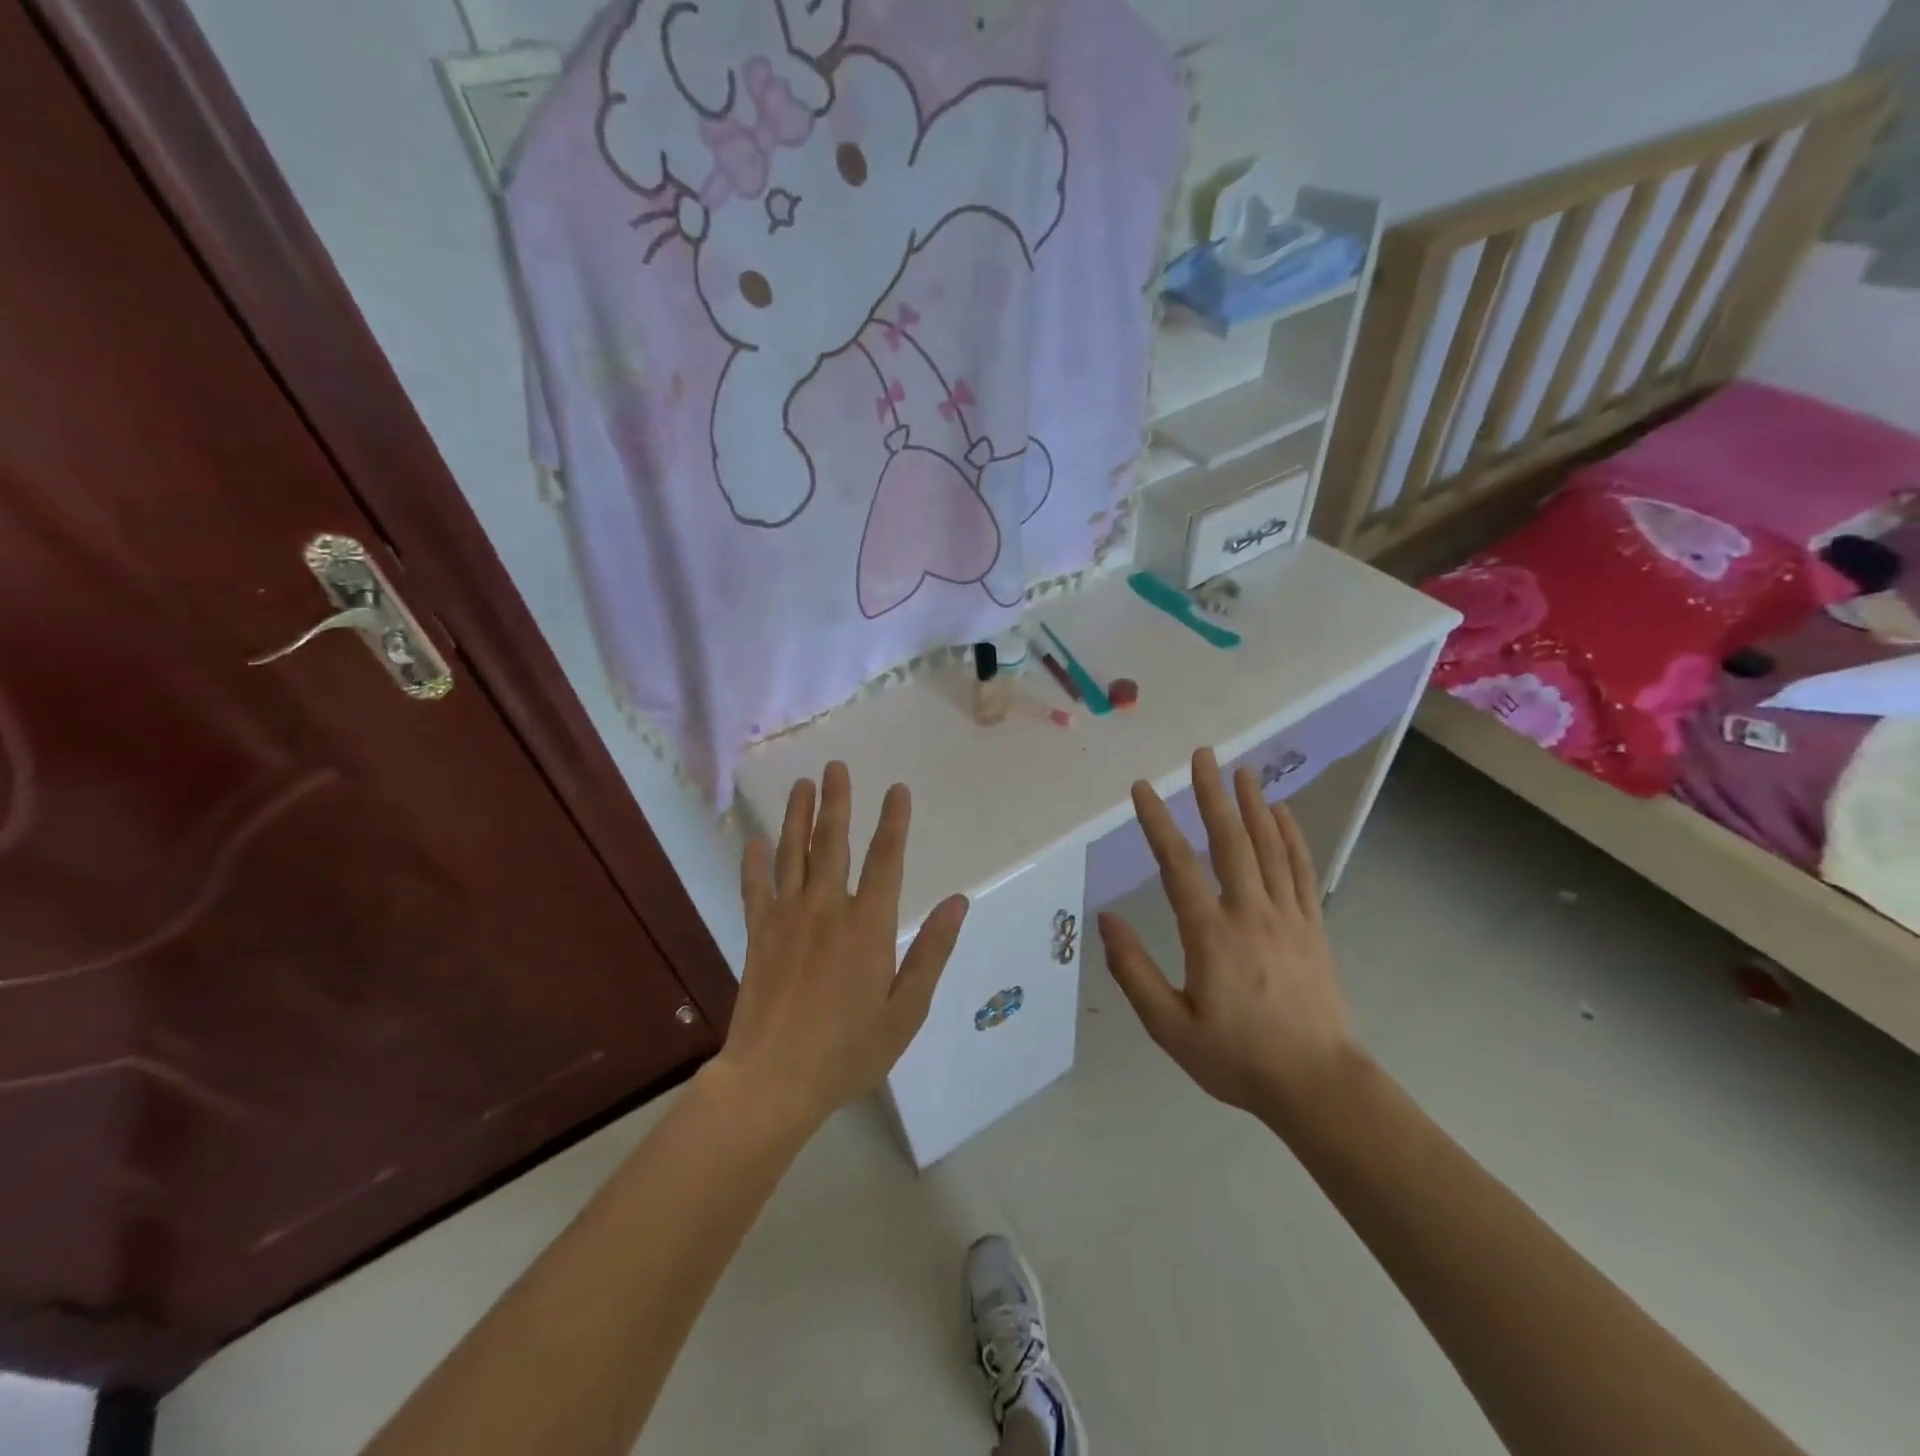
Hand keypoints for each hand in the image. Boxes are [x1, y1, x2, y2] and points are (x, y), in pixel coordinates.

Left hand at [712, 761, 969, 1131]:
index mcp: (868, 926)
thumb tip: (959, 901)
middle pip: (832, 843)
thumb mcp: (906, 1009)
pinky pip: (755, 888)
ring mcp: (787, 919)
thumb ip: (932, 951)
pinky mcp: (759, 935)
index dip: (893, 822)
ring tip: (801, 785)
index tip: (897, 789)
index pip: (885, 860)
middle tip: (835, 766)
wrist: (774, 1080)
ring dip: (797, 817)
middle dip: (837, 802)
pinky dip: (753, 862)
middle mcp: (827, 910)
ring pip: (792, 855)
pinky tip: (753, 840)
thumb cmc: (849, 1050)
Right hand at [1099, 748, 1355, 1128]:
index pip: (1177, 866)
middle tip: (1203, 755)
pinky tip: (1283, 814)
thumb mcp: (1170, 1026)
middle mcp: (1250, 913)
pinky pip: (1300, 871)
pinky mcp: (1312, 926)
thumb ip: (1134, 971)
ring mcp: (1287, 916)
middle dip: (1213, 795)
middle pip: (1230, 841)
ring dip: (1253, 805)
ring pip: (1269, 848)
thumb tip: (1106, 919)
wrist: (1316, 1084)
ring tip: (1242, 770)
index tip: (1141, 789)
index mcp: (1211, 935)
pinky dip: (1292, 837)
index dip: (1157, 824)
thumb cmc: (1236, 1058)